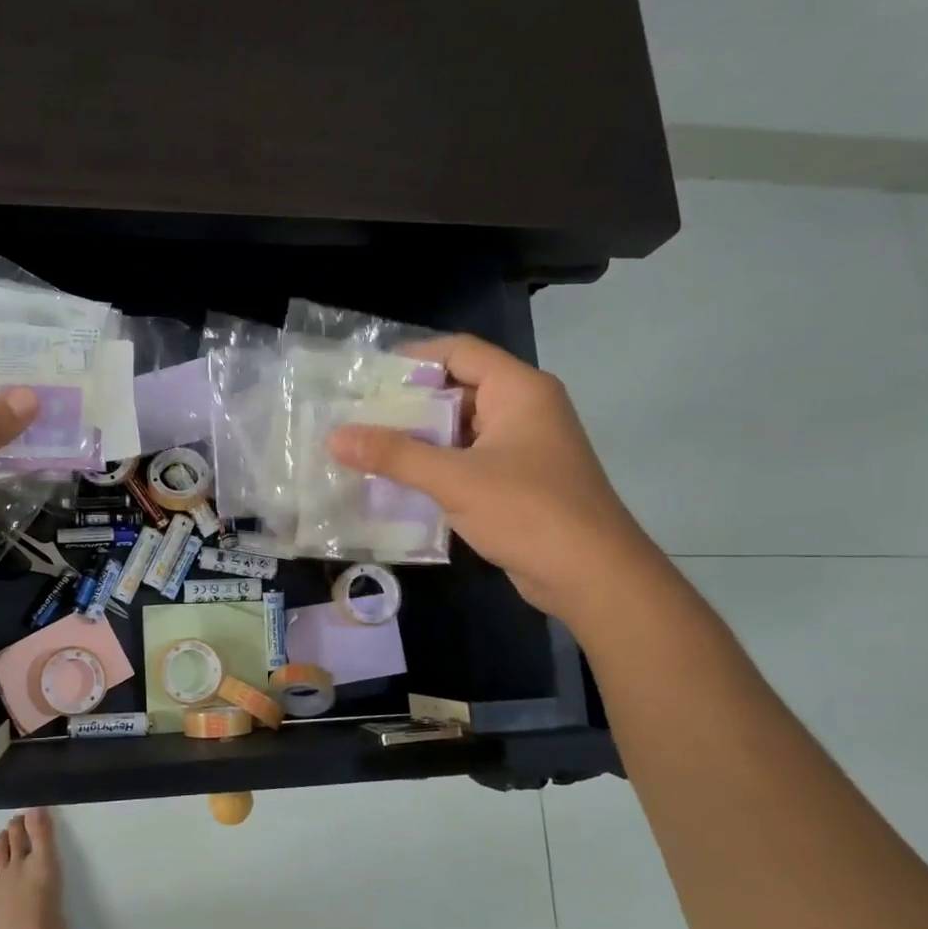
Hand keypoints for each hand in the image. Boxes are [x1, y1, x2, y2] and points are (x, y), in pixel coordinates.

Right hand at [328, 334, 659, 621]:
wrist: (592, 576)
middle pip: (457, 389)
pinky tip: (396, 481)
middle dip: (407, 403)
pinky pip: (466, 460)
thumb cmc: (529, 511)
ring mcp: (521, 448)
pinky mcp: (516, 481)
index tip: (366, 376)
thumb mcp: (455, 479)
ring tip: (364, 447)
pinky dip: (433, 466)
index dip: (413, 358)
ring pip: (459, 429)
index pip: (460, 352)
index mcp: (519, 390)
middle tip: (355, 414)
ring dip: (417, 438)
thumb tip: (334, 436)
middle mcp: (523, 409)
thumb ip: (394, 455)